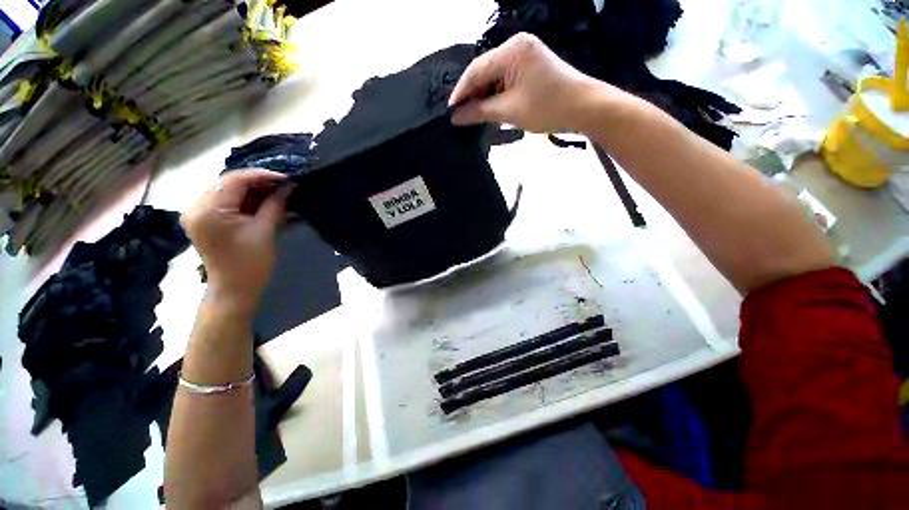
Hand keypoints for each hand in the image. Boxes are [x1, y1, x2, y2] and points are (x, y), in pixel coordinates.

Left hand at [181, 169, 292, 315]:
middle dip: (258, 182)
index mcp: (209, 210)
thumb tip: (289, 186)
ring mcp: (198, 213)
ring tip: (277, 193)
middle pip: (229, 183)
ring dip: (253, 190)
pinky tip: (264, 202)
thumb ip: (275, 204)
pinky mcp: (204, 220)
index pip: (235, 180)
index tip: (286, 178)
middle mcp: (196, 207)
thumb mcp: (266, 230)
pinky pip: (225, 201)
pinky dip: (245, 200)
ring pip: (227, 190)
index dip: (262, 176)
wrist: (234, 289)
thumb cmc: (251, 263)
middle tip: (283, 186)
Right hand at [449, 32, 610, 132]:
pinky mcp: (530, 65)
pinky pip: (506, 79)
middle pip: (485, 71)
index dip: (461, 92)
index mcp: (511, 50)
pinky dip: (497, 95)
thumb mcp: (509, 111)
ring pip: (494, 77)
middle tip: (461, 116)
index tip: (449, 111)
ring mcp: (525, 54)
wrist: (583, 108)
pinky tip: (491, 109)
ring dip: (485, 97)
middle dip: (473, 95)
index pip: (476, 70)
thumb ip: (479, 112)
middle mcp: (516, 46)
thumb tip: (456, 117)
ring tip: (474, 116)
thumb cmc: (547, 108)